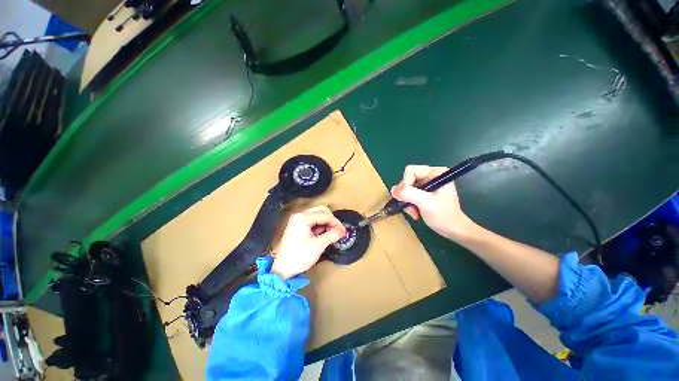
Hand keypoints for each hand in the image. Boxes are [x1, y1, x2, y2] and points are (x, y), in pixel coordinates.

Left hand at [272, 206, 346, 279]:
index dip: (336, 222)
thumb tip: (343, 230)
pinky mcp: (297, 226)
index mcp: (303, 218)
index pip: (325, 215)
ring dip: (326, 222)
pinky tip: (323, 234)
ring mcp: (297, 220)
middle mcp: (300, 215)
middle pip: (321, 211)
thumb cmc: (299, 257)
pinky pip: (313, 221)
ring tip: (332, 234)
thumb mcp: (318, 246)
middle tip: (338, 230)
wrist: (282, 269)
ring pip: (317, 215)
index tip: (343, 231)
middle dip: (331, 220)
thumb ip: (332, 235)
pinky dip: (320, 226)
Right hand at [391, 165, 475, 240]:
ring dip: (407, 201)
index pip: (411, 171)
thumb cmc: (444, 216)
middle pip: (407, 179)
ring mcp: (426, 184)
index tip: (408, 198)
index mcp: (436, 173)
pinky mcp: (423, 193)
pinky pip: (408, 194)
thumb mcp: (426, 203)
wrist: (453, 230)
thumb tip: (393, 190)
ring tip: (414, 212)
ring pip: (406, 188)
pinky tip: (415, 212)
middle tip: (411, 208)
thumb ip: (409, 194)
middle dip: (406, 195)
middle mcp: (430, 175)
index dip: (406, 183)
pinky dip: (409, 204)